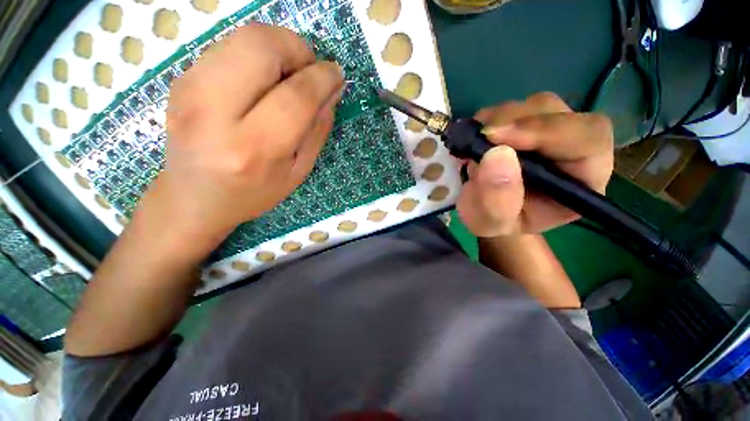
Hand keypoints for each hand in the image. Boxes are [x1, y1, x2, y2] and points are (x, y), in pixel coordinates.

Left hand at [139, 24, 343, 253]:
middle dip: (297, 49)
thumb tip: (332, 90)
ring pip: (243, 37)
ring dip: (278, 48)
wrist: (194, 198)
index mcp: (254, 149)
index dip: (322, 78)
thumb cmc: (254, 192)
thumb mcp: (298, 171)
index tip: (336, 74)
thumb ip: (317, 130)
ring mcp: (189, 90)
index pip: (295, 96)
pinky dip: (256, 54)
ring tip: (287, 76)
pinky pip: (228, 46)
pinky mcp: (180, 79)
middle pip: (261, 47)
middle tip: (308, 73)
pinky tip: (262, 81)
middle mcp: (215, 113)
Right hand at [457, 92, 613, 237]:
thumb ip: (497, 200)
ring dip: (499, 120)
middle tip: (478, 140)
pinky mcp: (528, 123)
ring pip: (535, 106)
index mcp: (583, 179)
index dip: (545, 131)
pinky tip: (476, 139)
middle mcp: (574, 148)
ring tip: (474, 146)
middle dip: (514, 123)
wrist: (488, 211)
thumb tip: (496, 154)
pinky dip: (489, 118)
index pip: (587, 139)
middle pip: (558, 113)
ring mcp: (552, 131)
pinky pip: (513, 108)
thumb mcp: (491, 222)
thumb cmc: (496, 222)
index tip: (495, 137)